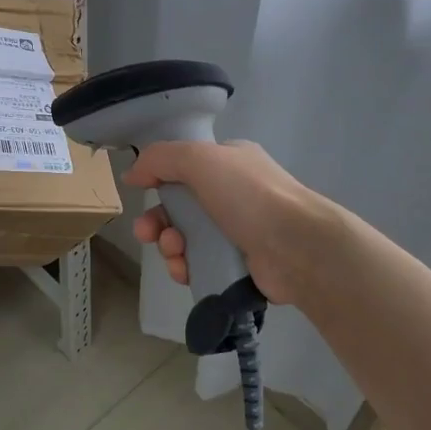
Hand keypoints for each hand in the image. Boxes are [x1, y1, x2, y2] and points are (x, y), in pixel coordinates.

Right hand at [124, 140, 331, 306]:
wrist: (298, 247)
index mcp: (229, 163)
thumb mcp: (200, 159)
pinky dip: (185, 268)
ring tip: (173, 252)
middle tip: (147, 233)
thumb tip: (132, 174)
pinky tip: (184, 271)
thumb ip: (160, 159)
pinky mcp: (239, 265)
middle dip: (157, 221)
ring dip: (169, 246)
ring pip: (186, 239)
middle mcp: (234, 194)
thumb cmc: (249, 195)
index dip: (159, 180)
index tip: (141, 193)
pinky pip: (199, 265)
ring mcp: (238, 231)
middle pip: (180, 207)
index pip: (184, 167)